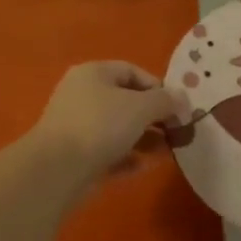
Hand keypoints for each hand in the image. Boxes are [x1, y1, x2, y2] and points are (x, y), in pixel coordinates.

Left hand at [31, 61, 185, 180]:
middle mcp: (82, 94)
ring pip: (117, 128)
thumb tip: (182, 98)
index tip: (177, 108)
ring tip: (166, 151)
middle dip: (153, 116)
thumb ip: (166, 101)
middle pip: (125, 100)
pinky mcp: (74, 154)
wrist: (57, 168)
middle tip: (175, 131)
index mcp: (94, 73)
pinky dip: (125, 156)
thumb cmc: (101, 125)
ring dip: (143, 138)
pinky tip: (142, 167)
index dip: (158, 87)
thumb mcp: (141, 107)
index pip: (132, 71)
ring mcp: (76, 125)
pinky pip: (106, 150)